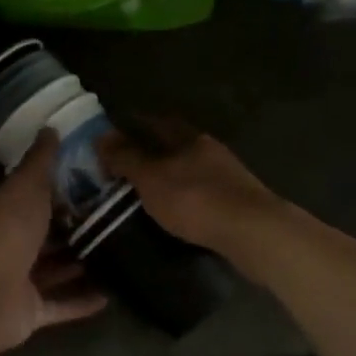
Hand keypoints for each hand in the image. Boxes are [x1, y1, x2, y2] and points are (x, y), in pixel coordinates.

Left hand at [0, 132, 107, 355]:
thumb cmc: (8, 231)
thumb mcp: (27, 187)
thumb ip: (40, 161)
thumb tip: (49, 127)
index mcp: (1, 210)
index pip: (19, 189)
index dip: (41, 179)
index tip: (73, 169)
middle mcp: (8, 242)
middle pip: (40, 231)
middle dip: (67, 224)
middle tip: (106, 212)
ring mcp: (17, 279)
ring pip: (51, 268)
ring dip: (76, 263)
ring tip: (114, 250)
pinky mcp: (30, 310)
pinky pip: (60, 304)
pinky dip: (81, 301)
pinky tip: (111, 293)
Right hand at [98, 119, 282, 253]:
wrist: (254, 232)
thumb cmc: (196, 200)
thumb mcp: (151, 179)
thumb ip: (126, 158)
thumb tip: (101, 135)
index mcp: (189, 138)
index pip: (157, 122)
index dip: (136, 124)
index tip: (115, 133)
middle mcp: (210, 150)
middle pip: (176, 144)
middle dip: (153, 151)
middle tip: (127, 165)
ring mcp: (228, 175)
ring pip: (191, 168)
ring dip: (172, 175)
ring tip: (149, 191)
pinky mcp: (238, 201)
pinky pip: (204, 192)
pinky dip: (187, 197)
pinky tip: (178, 211)